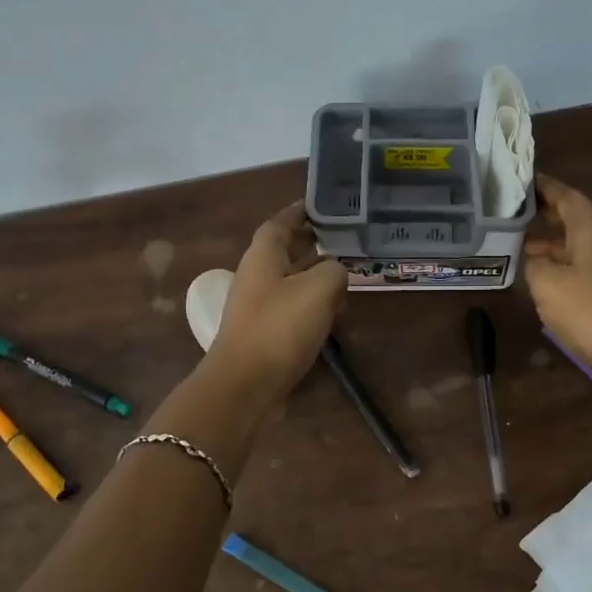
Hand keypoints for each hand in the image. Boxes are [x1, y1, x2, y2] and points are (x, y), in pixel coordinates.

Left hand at [205, 203, 345, 402]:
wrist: (245, 386)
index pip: (280, 223)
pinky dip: (312, 305)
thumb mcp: (318, 290)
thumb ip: (334, 271)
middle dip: (311, 243)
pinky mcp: (265, 335)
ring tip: (345, 276)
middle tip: (342, 239)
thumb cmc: (279, 329)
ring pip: (290, 281)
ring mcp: (259, 308)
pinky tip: (333, 314)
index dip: (299, 212)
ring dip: (315, 276)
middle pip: (285, 252)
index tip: (321, 205)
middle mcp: (256, 277)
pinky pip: (292, 309)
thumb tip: (336, 271)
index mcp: (262, 257)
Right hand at [523, 175, 591, 408]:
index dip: (543, 186)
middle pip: (570, 219)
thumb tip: (531, 258)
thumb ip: (532, 263)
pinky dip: (553, 267)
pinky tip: (533, 279)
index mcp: (590, 230)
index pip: (566, 196)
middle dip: (542, 213)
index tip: (519, 179)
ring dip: (546, 243)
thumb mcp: (547, 282)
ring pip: (571, 246)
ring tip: (513, 244)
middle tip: (510, 210)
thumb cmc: (589, 309)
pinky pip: (574, 269)